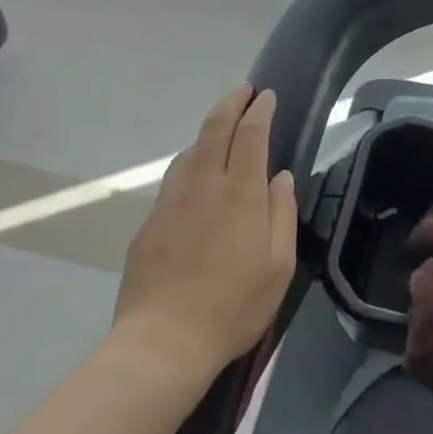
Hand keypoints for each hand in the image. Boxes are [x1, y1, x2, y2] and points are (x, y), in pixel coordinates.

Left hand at [111, 86, 296, 381]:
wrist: (163, 342)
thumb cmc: (234, 306)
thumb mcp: (279, 265)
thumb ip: (282, 213)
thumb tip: (280, 177)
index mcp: (241, 194)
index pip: (251, 135)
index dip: (260, 111)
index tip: (267, 96)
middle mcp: (204, 186)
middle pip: (215, 130)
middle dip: (231, 104)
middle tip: (244, 91)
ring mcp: (172, 201)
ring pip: (191, 151)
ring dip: (209, 131)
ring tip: (222, 128)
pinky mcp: (150, 222)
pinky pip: (175, 177)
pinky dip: (191, 160)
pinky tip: (196, 172)